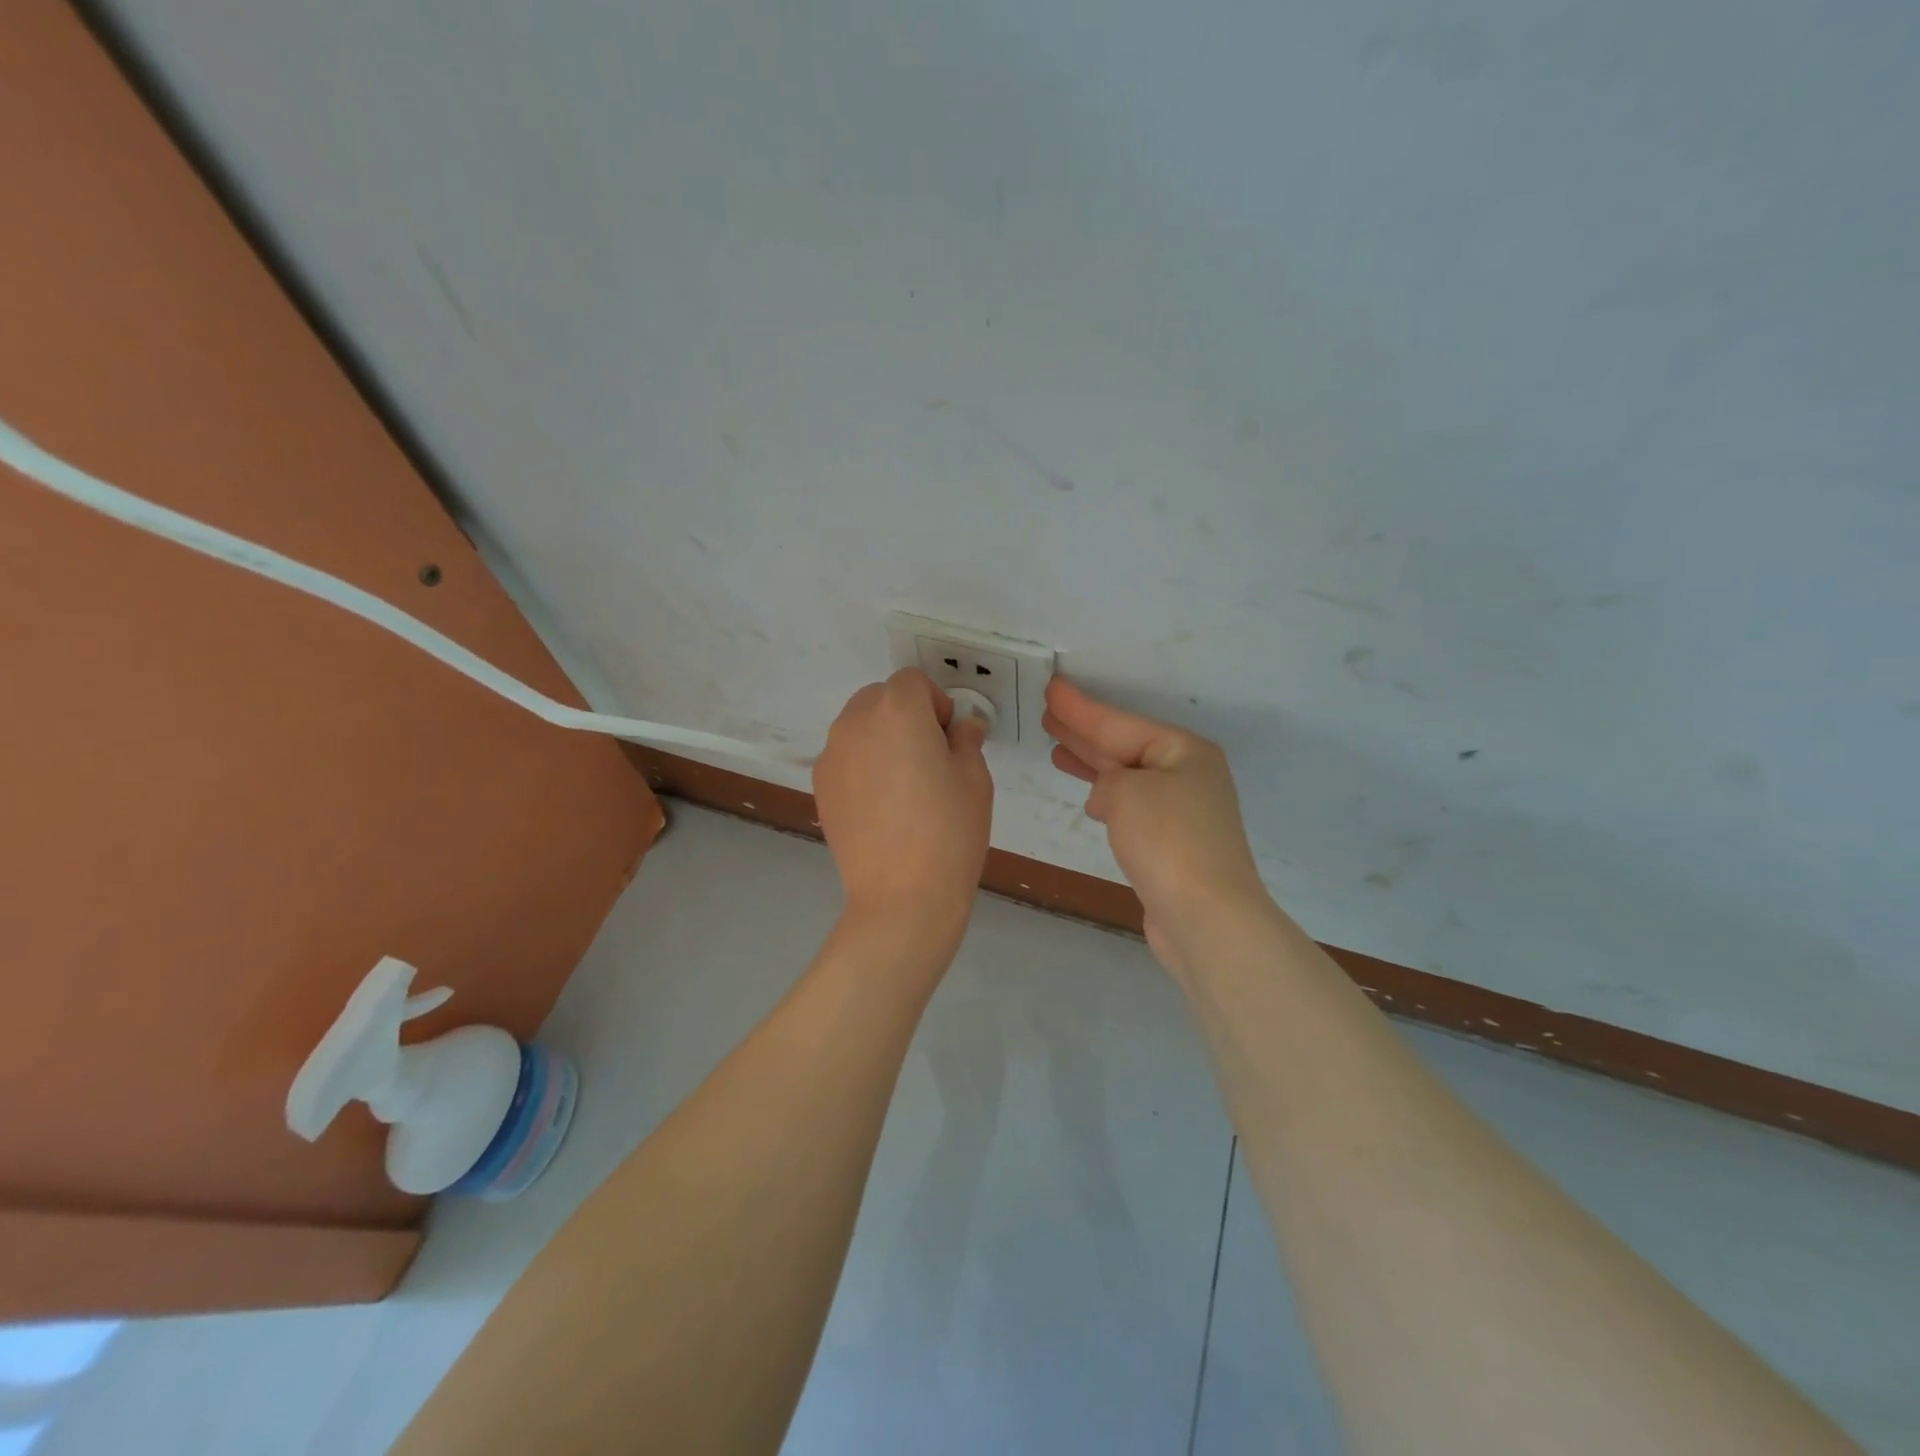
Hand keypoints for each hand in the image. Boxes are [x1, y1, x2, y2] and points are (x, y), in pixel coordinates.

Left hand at [814, 667, 993, 928]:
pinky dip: (863, 764)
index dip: (936, 703)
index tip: (949, 738)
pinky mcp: (820, 786)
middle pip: (880, 697)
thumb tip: (962, 727)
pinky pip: (845, 756)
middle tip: (929, 757)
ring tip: (903, 784)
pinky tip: (881, 805)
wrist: (902, 895)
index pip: (913, 681)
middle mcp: (855, 722)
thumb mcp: (974, 778)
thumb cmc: (949, 830)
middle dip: (905, 714)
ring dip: (881, 737)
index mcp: (897, 710)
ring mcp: (831, 755)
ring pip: (859, 726)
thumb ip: (966, 740)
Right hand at [1043, 677, 1269, 969]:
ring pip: (1127, 778)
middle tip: (1048, 716)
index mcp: (1184, 752)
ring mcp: (1182, 813)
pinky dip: (1108, 798)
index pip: (1119, 723)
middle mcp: (1187, 776)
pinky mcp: (1173, 846)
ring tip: (1057, 749)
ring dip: (1092, 764)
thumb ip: (1107, 781)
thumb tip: (1108, 799)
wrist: (1206, 917)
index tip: (1051, 689)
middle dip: (1085, 733)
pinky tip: (1090, 798)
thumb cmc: (1168, 840)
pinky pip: (1132, 808)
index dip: (1081, 709)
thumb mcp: (1126, 792)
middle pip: (1125, 746)